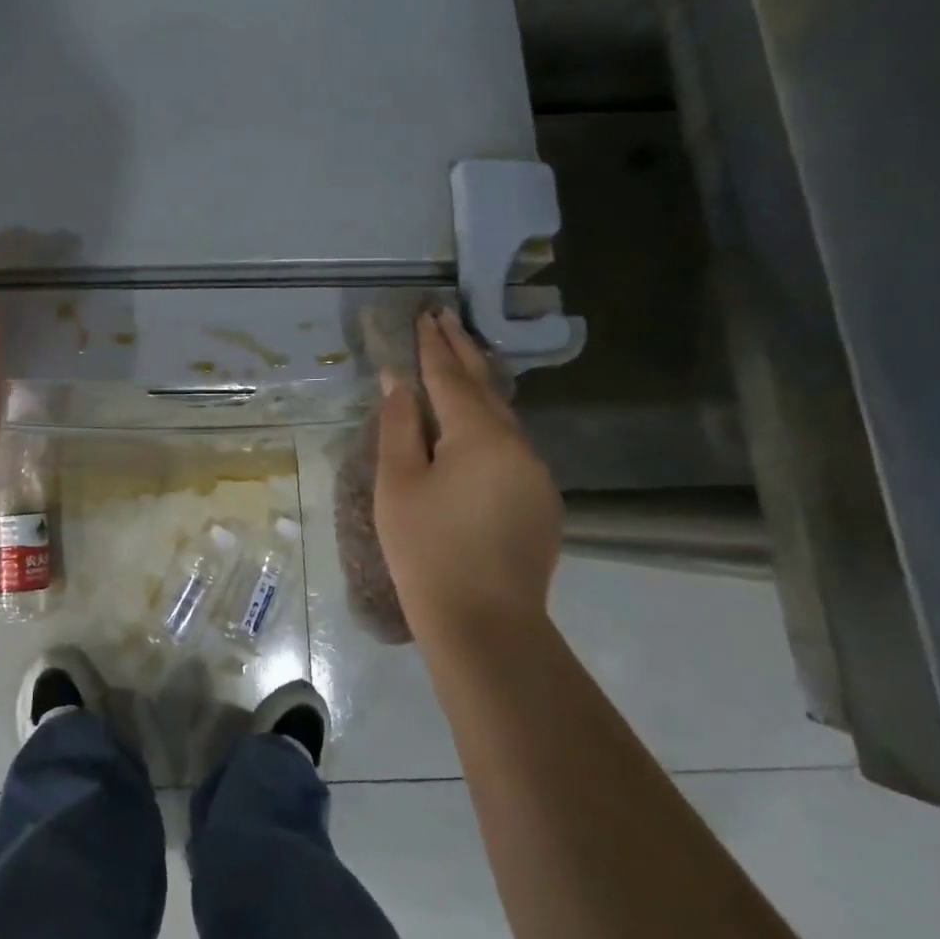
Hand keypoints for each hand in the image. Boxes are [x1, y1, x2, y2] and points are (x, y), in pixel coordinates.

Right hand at [374, 310, 562, 633]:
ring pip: (503, 417)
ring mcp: (536, 474)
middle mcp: (518, 445)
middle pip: (485, 387)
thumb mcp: (399, 483)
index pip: (451, 377)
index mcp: (481, 436)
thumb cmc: (427, 549)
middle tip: (445, 318)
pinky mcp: (541, 500)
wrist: (485, 624)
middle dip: (462, 350)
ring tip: (457, 361)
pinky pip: (510, 445)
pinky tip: (473, 424)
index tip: (426, 315)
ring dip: (477, 386)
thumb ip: (400, 425)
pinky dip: (489, 421)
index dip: (434, 345)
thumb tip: (399, 382)